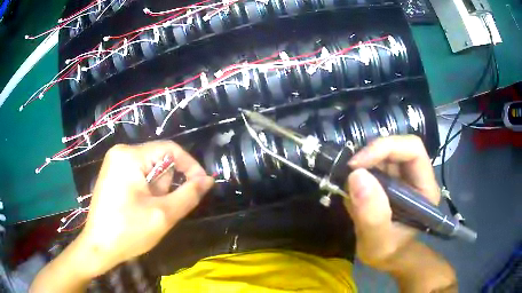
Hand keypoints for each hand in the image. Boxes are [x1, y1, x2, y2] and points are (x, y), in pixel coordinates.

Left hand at [76, 141, 213, 276]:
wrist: (98, 248)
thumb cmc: (128, 232)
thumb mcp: (163, 215)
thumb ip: (189, 194)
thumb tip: (208, 179)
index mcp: (130, 156)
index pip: (170, 149)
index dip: (190, 166)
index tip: (202, 186)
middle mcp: (121, 153)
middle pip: (159, 161)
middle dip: (166, 186)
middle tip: (161, 210)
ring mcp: (115, 163)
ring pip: (150, 171)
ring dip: (157, 192)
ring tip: (148, 212)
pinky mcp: (113, 174)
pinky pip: (139, 176)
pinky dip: (147, 192)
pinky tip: (139, 209)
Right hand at [344, 135, 439, 270]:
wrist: (388, 256)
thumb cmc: (388, 252)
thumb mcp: (378, 243)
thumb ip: (371, 216)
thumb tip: (356, 175)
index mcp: (425, 188)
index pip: (413, 149)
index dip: (385, 148)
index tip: (357, 165)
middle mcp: (417, 176)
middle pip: (397, 146)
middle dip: (371, 155)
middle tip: (348, 173)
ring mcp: (404, 175)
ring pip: (384, 153)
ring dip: (363, 164)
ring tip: (350, 189)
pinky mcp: (391, 178)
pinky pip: (375, 163)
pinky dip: (360, 172)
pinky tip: (354, 192)